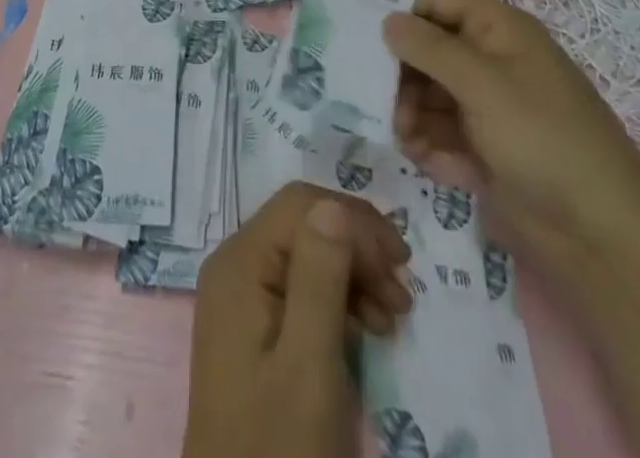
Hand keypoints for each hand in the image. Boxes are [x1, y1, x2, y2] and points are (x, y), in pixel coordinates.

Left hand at [183, 182, 411, 457]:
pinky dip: (339, 301)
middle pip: (305, 226)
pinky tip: (366, 330)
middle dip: (358, 249)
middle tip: (403, 294)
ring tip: (394, 317)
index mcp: (241, 261)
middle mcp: (236, 266)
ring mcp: (242, 297)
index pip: (302, 205)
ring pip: (307, 256)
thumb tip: (336, 205)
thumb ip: (320, 276)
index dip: (354, 222)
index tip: (402, 264)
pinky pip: (300, 290)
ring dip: (354, 276)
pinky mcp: (254, 329)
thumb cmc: (278, 443)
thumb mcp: (308, 362)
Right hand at [382, 0, 639, 286]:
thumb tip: (387, 19)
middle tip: (376, 95)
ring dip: (409, 112)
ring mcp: (486, 107)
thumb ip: (430, 48)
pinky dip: (429, 145)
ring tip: (406, 137)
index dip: (402, 7)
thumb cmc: (545, 141)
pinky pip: (439, 132)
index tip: (361, 30)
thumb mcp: (484, 85)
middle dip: (399, 70)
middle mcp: (489, 60)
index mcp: (498, 29)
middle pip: (425, 45)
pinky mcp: (483, 149)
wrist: (605, 241)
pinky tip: (432, 164)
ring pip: (426, 91)